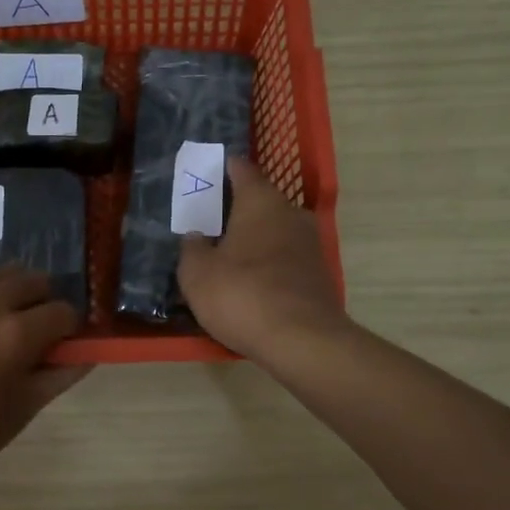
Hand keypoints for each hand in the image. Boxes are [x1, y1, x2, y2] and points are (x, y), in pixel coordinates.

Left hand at [0, 267, 89, 487]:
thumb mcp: (25, 407)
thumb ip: (61, 374)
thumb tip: (87, 354)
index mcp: (17, 332)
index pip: (63, 311)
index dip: (70, 330)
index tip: (63, 347)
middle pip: (34, 280)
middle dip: (45, 302)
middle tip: (39, 334)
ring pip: (0, 276)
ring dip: (15, 294)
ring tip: (9, 327)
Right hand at [177, 156, 347, 360]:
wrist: (302, 340)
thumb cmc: (242, 295)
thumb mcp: (197, 273)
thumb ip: (192, 248)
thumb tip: (196, 235)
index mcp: (260, 202)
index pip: (242, 170)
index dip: (224, 168)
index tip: (209, 170)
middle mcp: (290, 214)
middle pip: (261, 201)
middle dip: (237, 207)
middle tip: (210, 218)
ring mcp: (310, 244)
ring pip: (275, 231)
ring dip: (254, 238)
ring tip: (226, 252)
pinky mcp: (317, 275)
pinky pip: (284, 258)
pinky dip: (267, 263)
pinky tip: (250, 280)